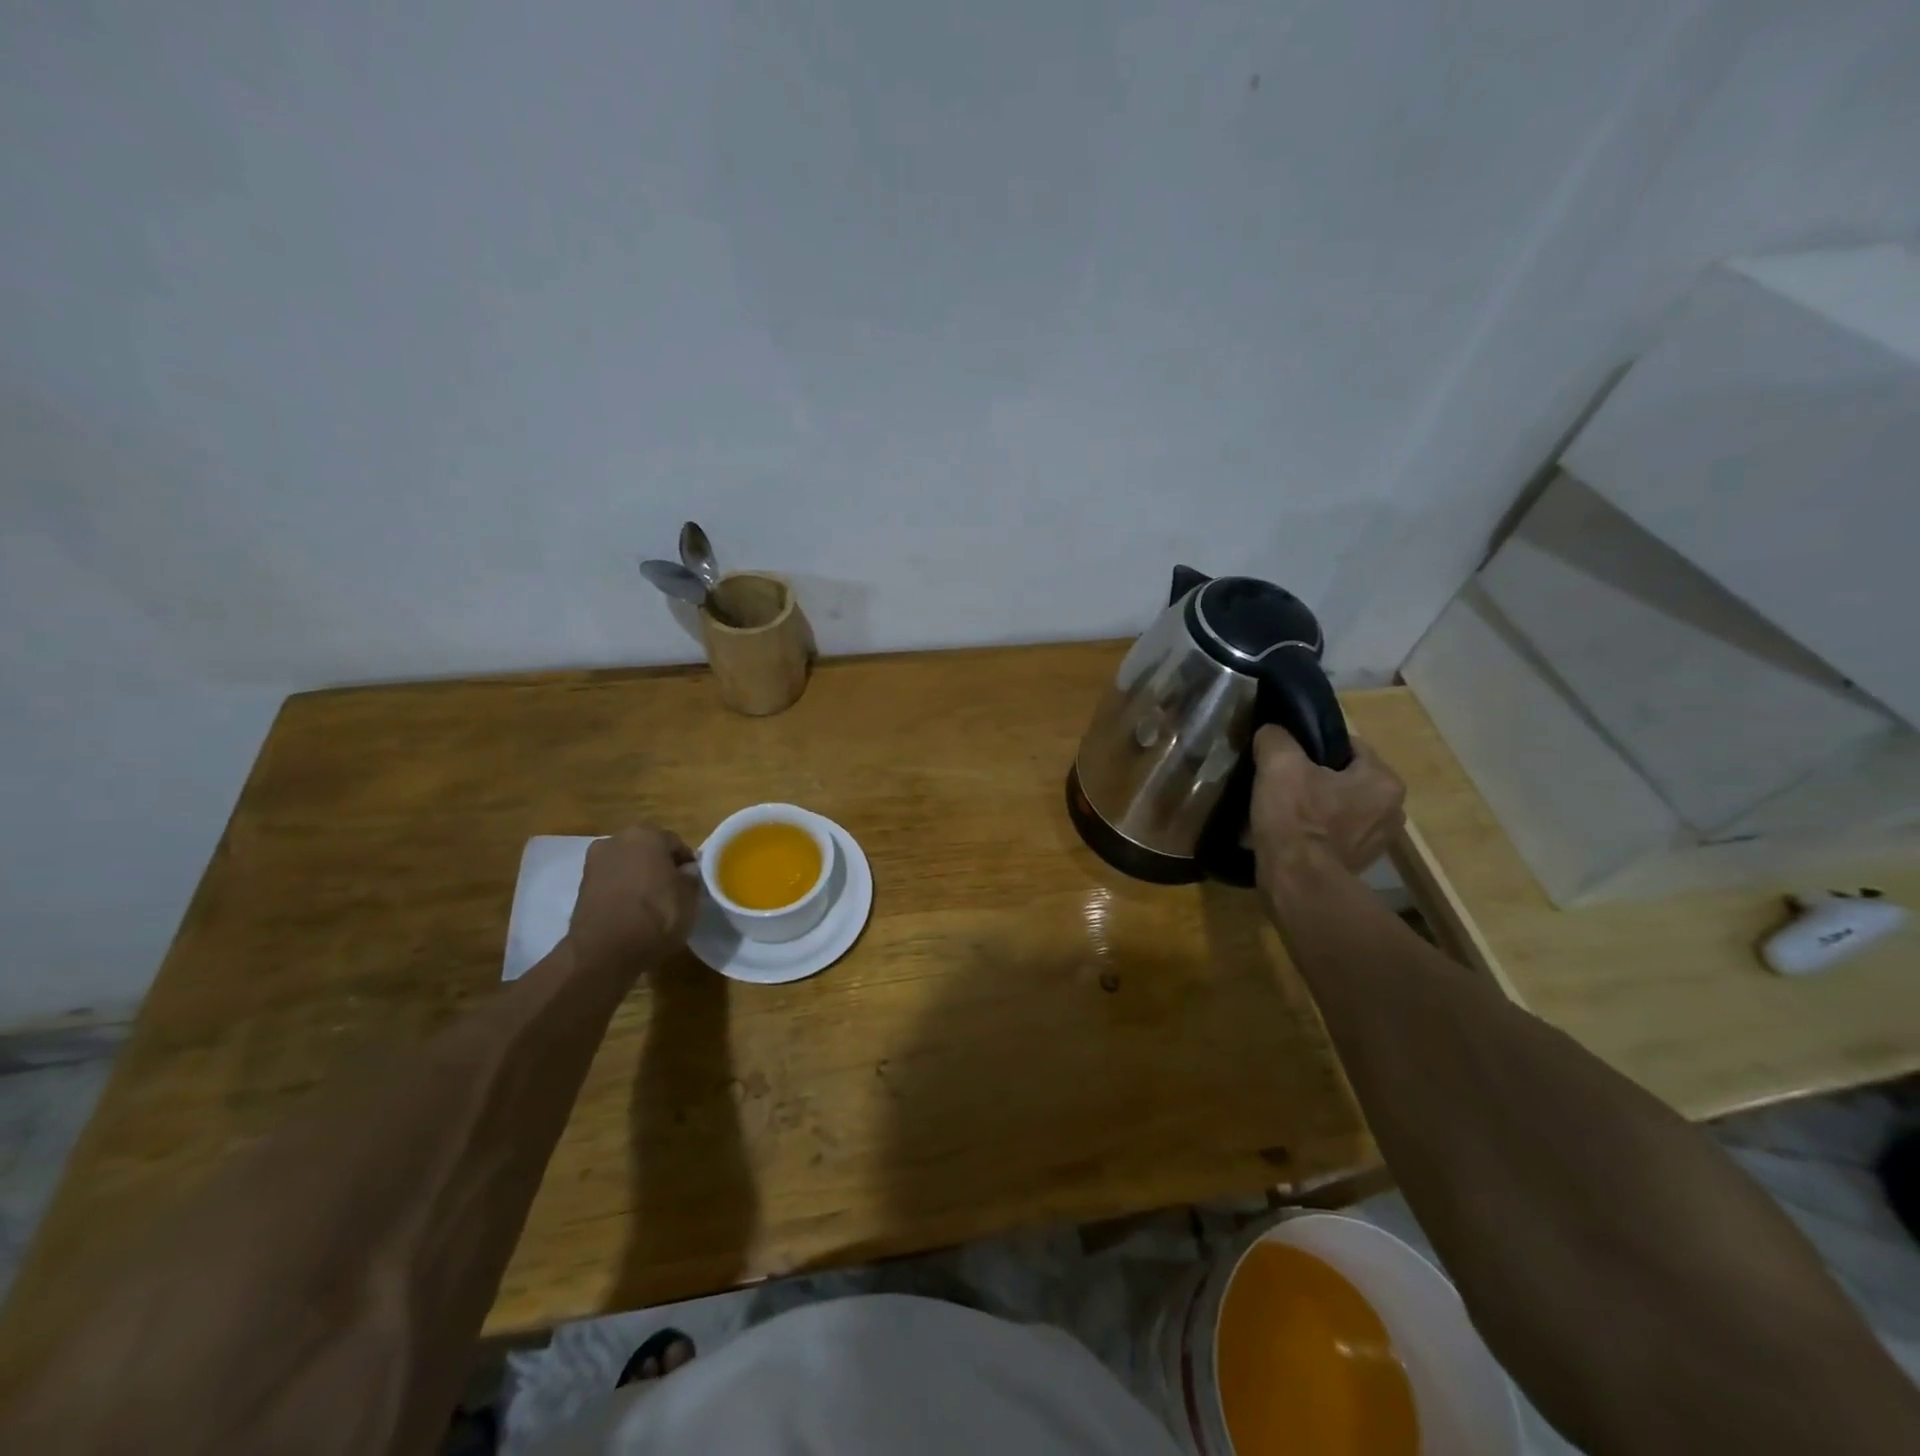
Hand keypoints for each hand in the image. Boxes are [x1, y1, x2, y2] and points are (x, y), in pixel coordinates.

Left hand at [568, 826, 698, 970]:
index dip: (686, 863)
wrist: (604, 952)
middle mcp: (617, 840)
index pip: (676, 843)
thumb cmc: (655, 917)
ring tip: (650, 903)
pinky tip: (631, 911)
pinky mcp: (581, 886)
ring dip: (638, 877)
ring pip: (627, 865)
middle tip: (672, 891)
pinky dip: (621, 891)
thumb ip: (691, 878)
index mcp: (647, 835)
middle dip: (659, 866)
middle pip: (647, 850)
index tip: (693, 882)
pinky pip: (611, 882)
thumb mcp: (689, 899)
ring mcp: (595, 862)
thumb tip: (686, 871)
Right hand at [1249, 725, 1406, 876]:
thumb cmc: (1296, 819)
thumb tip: (1272, 731)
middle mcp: (1392, 809)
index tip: (1287, 755)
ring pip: (1341, 805)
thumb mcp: (1278, 764)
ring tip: (1284, 808)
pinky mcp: (1359, 864)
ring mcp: (1378, 841)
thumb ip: (1276, 737)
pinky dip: (1318, 830)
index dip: (1313, 745)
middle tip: (1282, 780)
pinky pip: (1336, 833)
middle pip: (1346, 777)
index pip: (1348, 745)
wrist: (1297, 883)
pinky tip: (1291, 832)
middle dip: (1317, 776)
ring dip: (1318, 804)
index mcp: (1383, 780)